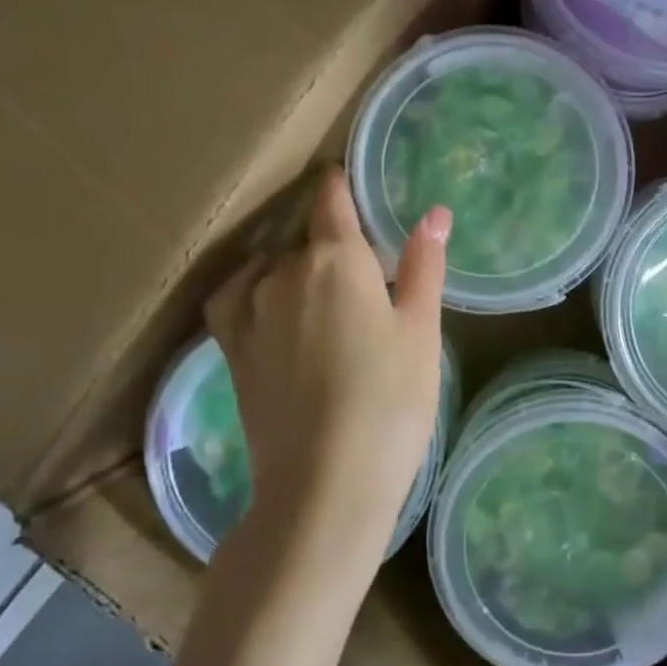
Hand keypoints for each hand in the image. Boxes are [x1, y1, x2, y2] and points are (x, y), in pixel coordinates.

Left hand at [205, 169, 448, 575]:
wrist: (325, 484)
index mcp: (335, 259)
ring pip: (274, 269)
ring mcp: (250, 312)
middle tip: (369, 278)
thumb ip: (424, 266)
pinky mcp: (231, 351)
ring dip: (297, 271)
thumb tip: (435, 213)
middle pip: (308, 239)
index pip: (332, 200)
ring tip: (327, 299)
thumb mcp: (421, 331)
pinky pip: (235, 299)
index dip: (341, 186)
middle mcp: (283, 272)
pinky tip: (270, 306)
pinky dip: (253, 291)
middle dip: (335, 246)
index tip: (349, 182)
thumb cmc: (390, 401)